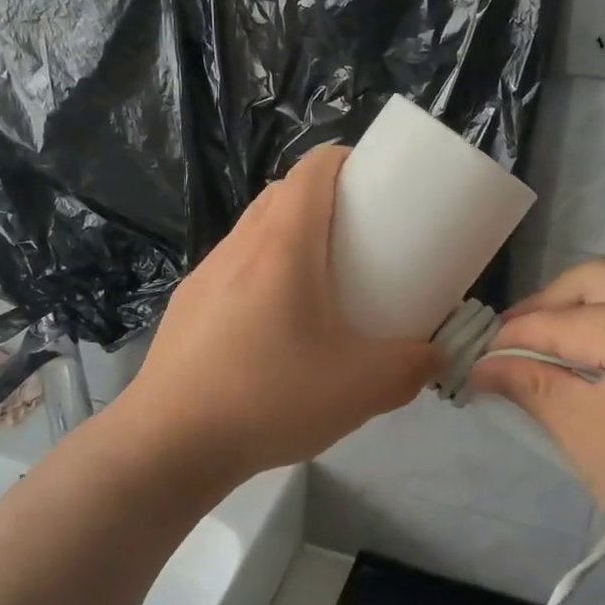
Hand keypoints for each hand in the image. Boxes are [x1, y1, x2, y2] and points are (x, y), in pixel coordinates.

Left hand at [120, 145, 442, 486]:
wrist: (169, 443)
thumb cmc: (268, 397)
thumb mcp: (360, 388)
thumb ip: (411, 368)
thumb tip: (435, 356)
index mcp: (283, 245)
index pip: (311, 170)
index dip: (345, 161)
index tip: (375, 183)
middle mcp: (239, 246)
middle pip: (282, 195)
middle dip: (322, 200)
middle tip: (358, 238)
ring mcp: (205, 275)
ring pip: (253, 231)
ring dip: (288, 237)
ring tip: (317, 283)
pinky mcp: (187, 306)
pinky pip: (232, 268)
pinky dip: (260, 273)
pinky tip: (272, 328)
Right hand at [468, 260, 604, 573]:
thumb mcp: (585, 435)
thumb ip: (529, 385)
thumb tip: (479, 366)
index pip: (564, 322)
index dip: (512, 339)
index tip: (474, 358)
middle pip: (594, 280)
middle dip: (544, 307)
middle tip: (508, 342)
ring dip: (576, 310)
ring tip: (542, 347)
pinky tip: (586, 353)